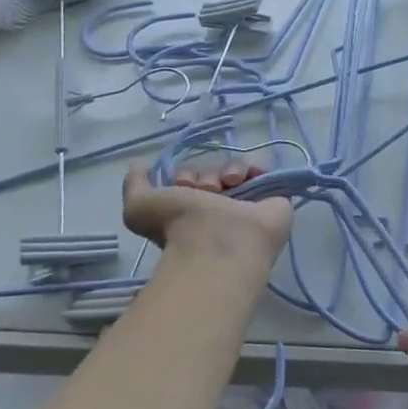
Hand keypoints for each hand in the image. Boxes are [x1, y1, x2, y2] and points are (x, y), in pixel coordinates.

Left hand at [121, 162, 293, 261]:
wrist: (221, 244)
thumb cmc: (180, 227)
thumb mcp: (139, 208)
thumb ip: (134, 186)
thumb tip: (138, 164)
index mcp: (192, 213)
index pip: (192, 181)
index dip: (185, 176)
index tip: (182, 184)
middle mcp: (219, 210)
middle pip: (214, 174)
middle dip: (207, 175)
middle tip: (206, 189)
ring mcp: (247, 207)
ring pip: (237, 172)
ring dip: (229, 171)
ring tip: (227, 184)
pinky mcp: (273, 202)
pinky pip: (265, 175)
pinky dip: (255, 170)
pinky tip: (245, 179)